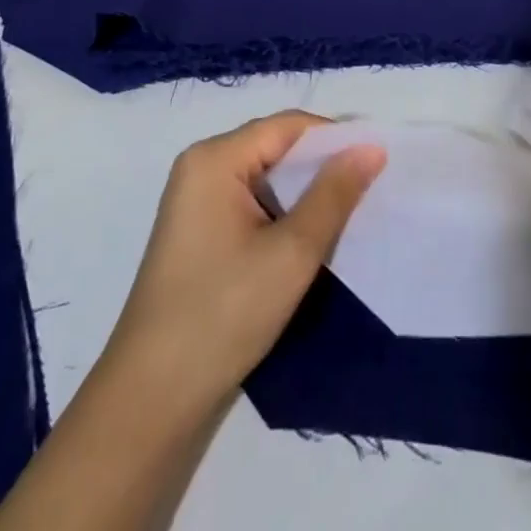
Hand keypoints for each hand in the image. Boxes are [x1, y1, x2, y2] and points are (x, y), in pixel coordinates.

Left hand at [0, 114, 383, 530]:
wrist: (151, 403)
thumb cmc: (223, 315)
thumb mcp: (291, 252)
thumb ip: (335, 193)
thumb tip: (372, 146)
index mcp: (215, 159)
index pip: (288, 126)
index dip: (336, 138)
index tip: (379, 161)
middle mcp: (201, 168)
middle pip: (276, 148)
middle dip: (323, 167)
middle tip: (371, 189)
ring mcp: (196, 202)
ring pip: (268, 179)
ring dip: (306, 194)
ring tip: (349, 214)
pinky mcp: (200, 234)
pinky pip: (253, 204)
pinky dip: (284, 214)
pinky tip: (311, 239)